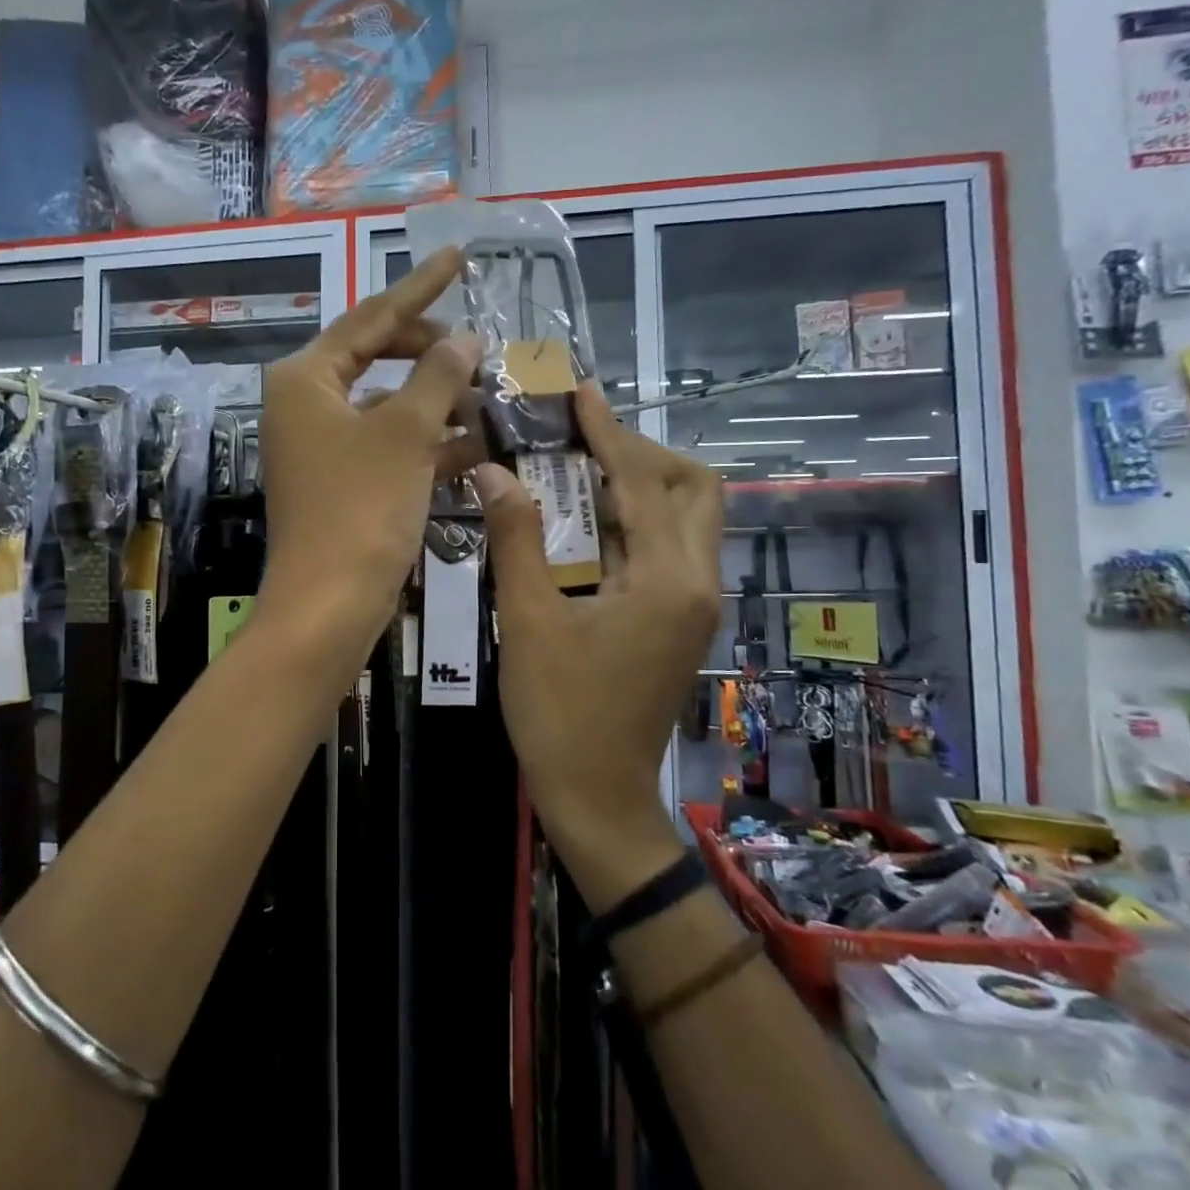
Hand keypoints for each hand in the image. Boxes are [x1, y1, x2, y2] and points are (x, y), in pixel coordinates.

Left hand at [258, 247, 480, 665]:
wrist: (328, 606)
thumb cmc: (362, 508)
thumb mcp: (406, 434)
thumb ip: (438, 377)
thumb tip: (464, 338)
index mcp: (305, 379)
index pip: (370, 318)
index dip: (418, 288)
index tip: (458, 256)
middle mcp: (305, 406)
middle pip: (375, 360)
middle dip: (431, 356)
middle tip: (478, 349)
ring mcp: (320, 448)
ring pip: (386, 408)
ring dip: (436, 404)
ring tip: (489, 399)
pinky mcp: (339, 485)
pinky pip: (387, 448)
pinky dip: (426, 445)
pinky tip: (474, 447)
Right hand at [475, 386, 722, 907]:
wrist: (597, 796)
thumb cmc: (560, 712)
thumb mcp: (528, 621)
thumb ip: (515, 541)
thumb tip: (493, 473)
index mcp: (667, 580)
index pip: (643, 482)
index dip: (609, 432)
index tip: (580, 393)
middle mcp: (695, 583)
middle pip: (693, 490)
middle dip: (643, 454)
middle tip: (584, 444)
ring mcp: (692, 606)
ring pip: (685, 520)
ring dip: (640, 487)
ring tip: (578, 473)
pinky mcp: (677, 622)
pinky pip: (667, 551)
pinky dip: (633, 524)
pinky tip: (584, 527)